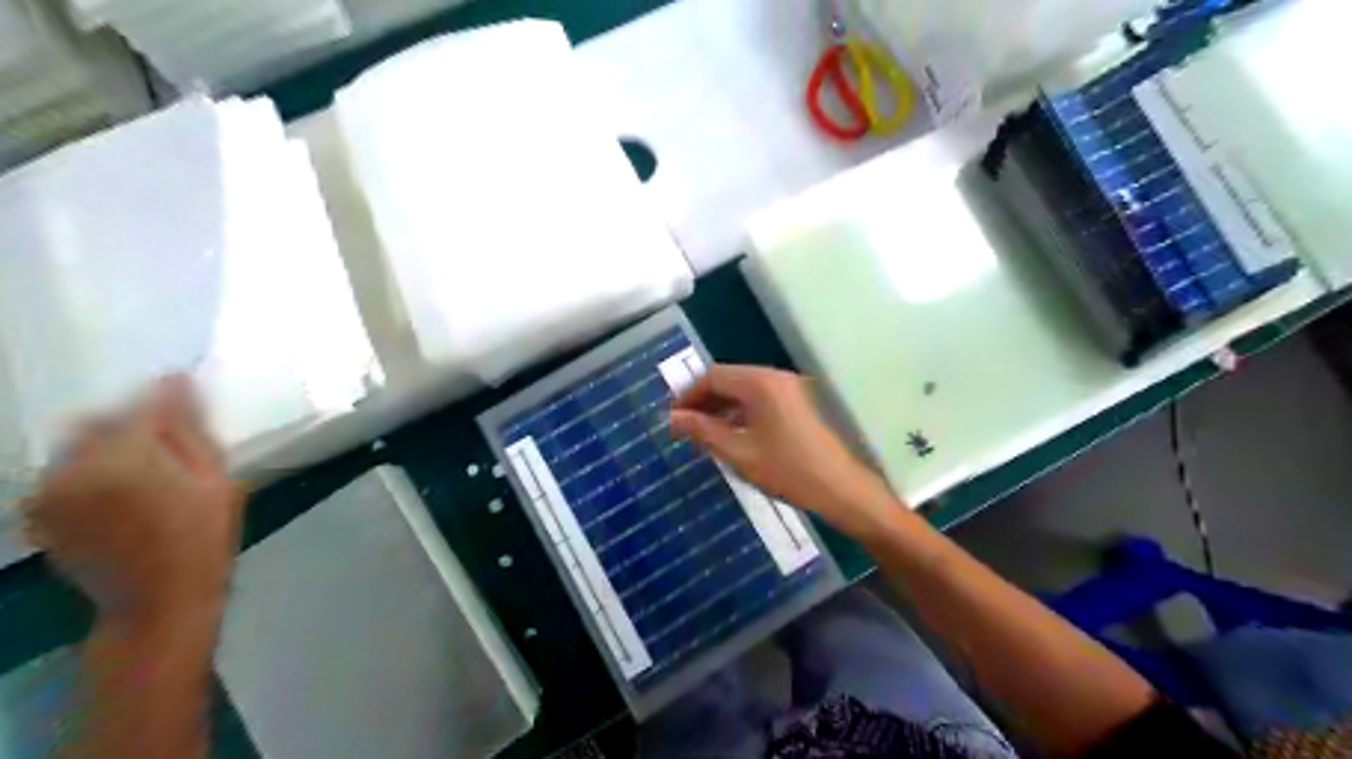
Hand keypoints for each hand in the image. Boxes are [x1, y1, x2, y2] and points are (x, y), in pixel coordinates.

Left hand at [22, 376, 243, 625]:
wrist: (158, 600)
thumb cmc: (203, 536)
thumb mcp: (216, 478)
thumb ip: (190, 427)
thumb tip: (177, 380)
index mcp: (122, 455)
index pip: (140, 405)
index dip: (166, 400)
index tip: (187, 400)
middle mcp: (72, 466)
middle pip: (96, 420)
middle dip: (130, 425)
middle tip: (170, 447)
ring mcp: (46, 491)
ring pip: (75, 445)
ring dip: (107, 446)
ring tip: (146, 472)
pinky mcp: (37, 512)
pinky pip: (60, 472)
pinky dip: (88, 471)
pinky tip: (121, 493)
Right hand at [666, 364, 901, 534]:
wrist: (841, 489)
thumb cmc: (787, 470)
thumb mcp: (738, 452)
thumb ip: (702, 430)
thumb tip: (671, 418)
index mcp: (761, 382)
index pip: (713, 376)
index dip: (688, 395)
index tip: (671, 419)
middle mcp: (775, 377)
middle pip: (728, 379)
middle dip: (703, 401)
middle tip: (683, 428)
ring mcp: (789, 389)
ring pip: (743, 390)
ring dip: (721, 408)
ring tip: (702, 435)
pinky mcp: (797, 403)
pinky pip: (759, 400)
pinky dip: (740, 413)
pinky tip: (730, 436)